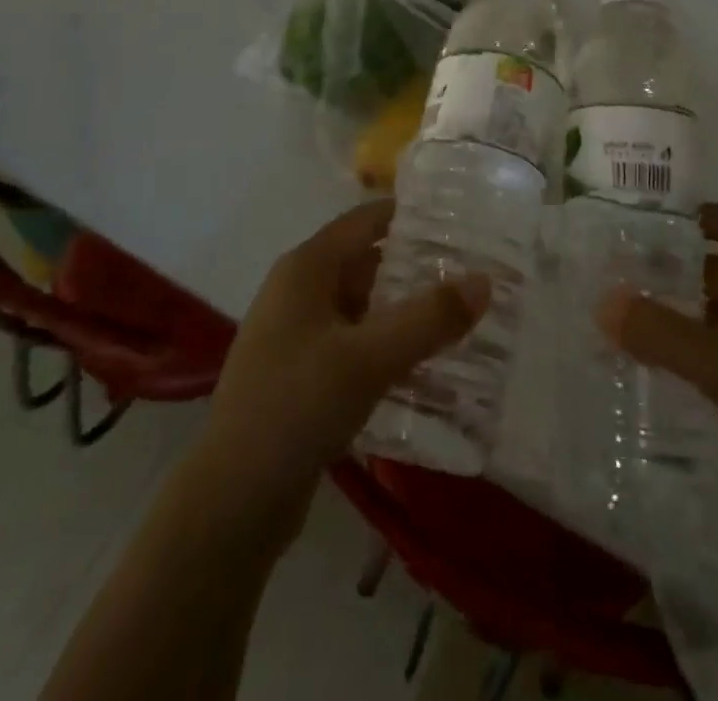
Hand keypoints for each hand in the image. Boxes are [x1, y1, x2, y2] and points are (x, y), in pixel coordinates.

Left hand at [195, 199, 489, 517]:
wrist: (232, 501)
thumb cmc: (296, 406)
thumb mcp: (369, 358)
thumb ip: (429, 318)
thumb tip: (485, 280)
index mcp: (306, 268)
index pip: (366, 220)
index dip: (411, 216)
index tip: (461, 222)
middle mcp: (299, 292)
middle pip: (367, 263)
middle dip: (417, 269)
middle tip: (473, 276)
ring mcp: (298, 336)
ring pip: (364, 309)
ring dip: (406, 314)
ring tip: (462, 322)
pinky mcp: (302, 377)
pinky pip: (356, 347)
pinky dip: (389, 350)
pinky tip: (427, 370)